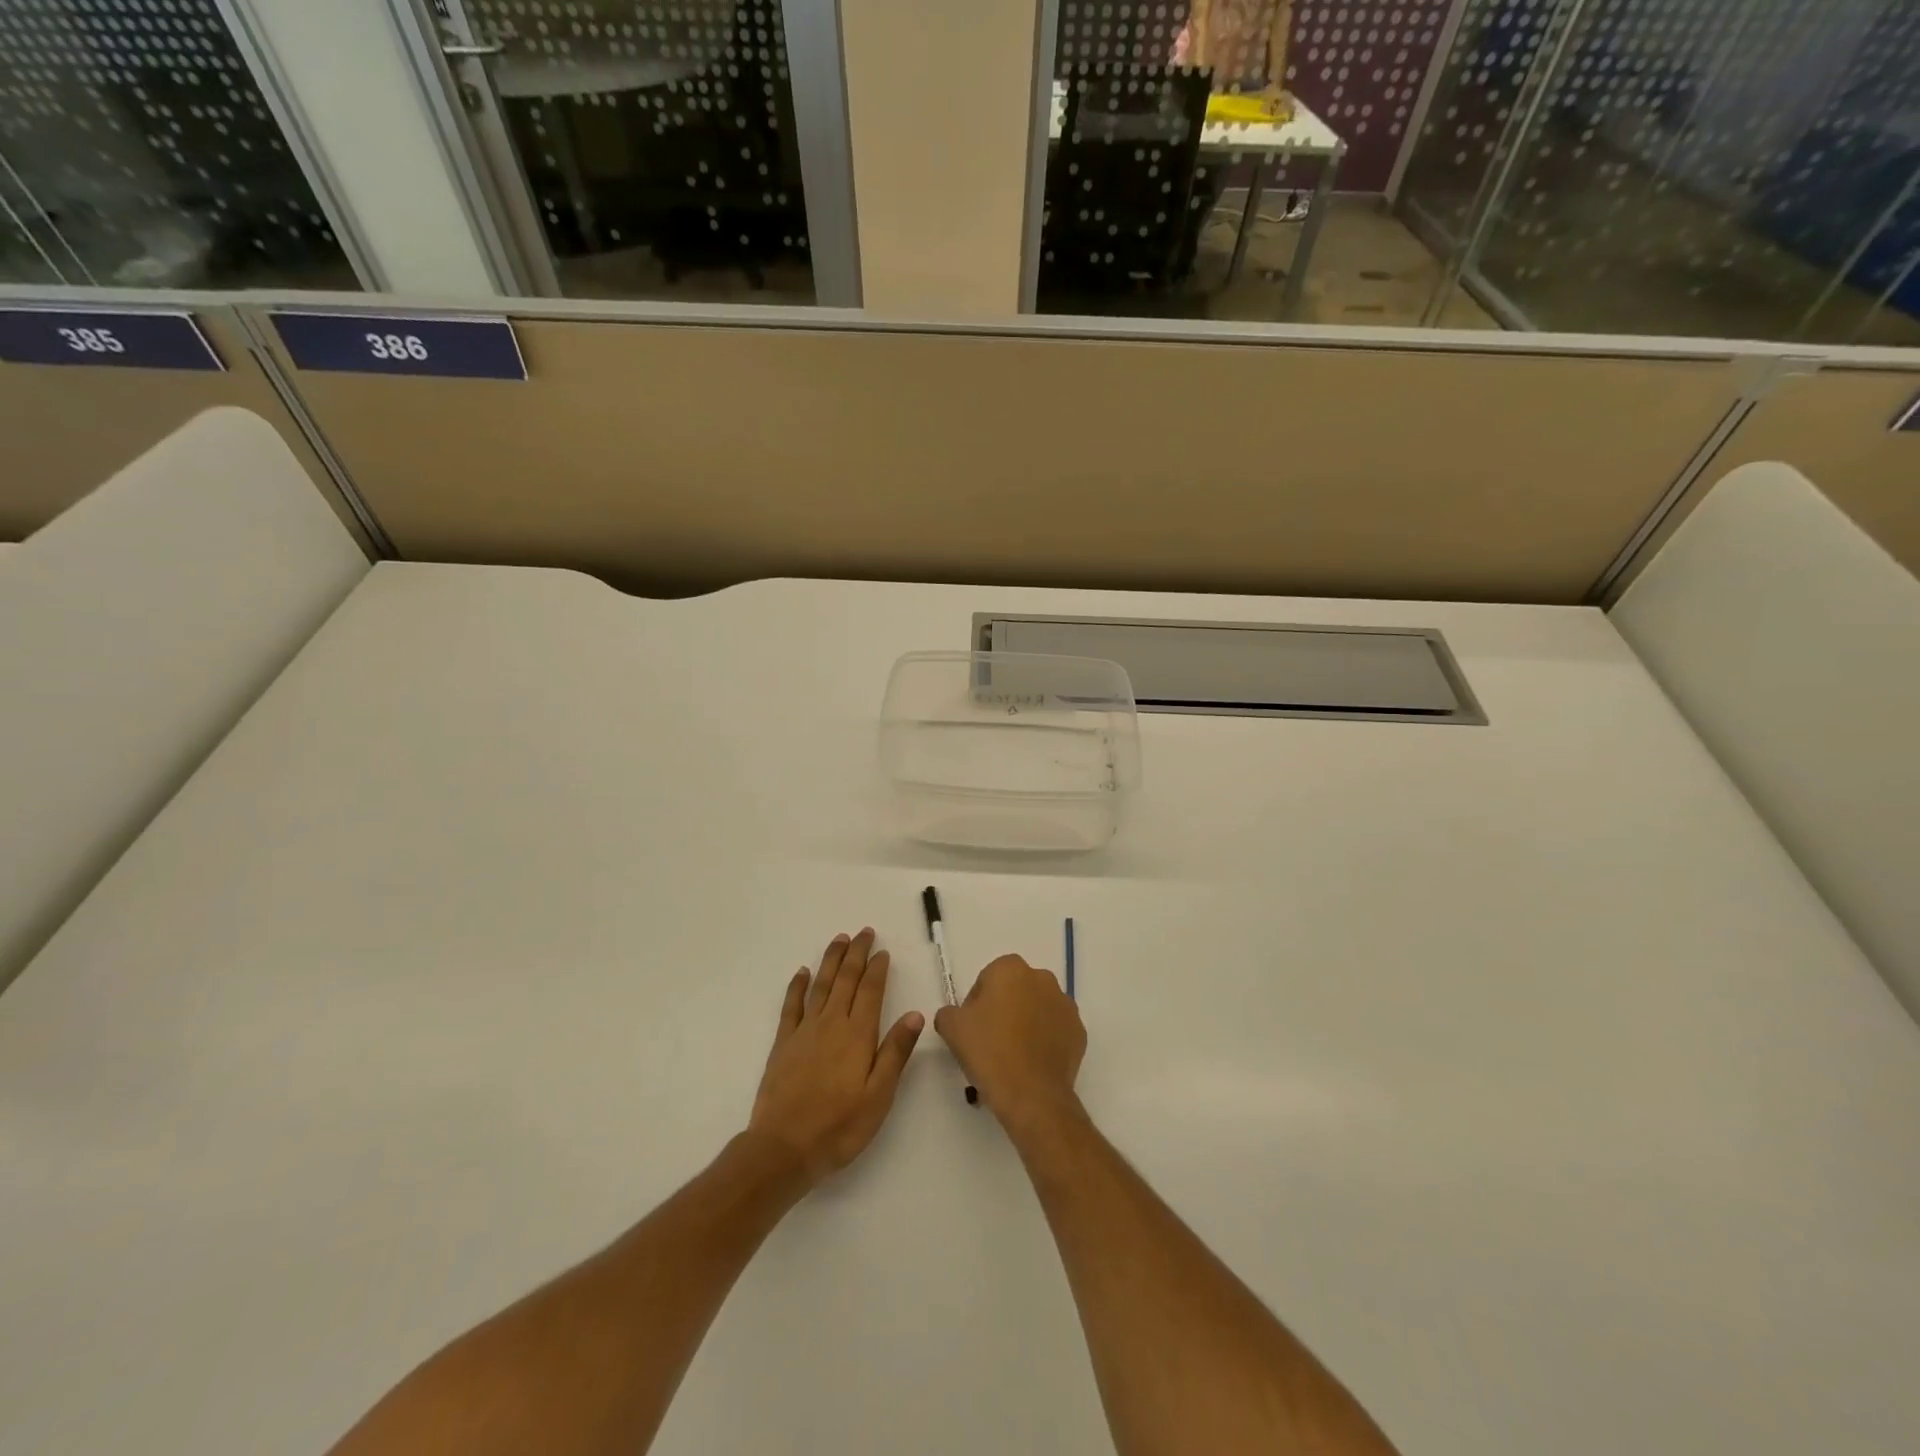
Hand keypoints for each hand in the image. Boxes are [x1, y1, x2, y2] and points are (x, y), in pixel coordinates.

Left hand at [748, 929, 924, 1187]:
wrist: (783, 1148)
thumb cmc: (839, 1126)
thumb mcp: (879, 1095)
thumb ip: (895, 1052)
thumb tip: (915, 1014)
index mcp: (858, 1035)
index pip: (871, 992)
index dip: (878, 969)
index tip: (883, 951)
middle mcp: (832, 1024)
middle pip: (846, 980)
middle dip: (856, 954)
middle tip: (864, 932)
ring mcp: (804, 1031)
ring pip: (820, 985)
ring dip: (831, 960)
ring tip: (840, 940)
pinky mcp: (783, 1044)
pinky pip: (791, 1005)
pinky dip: (797, 986)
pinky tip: (802, 972)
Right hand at [934, 954, 1084, 1129]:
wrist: (1031, 1095)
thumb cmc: (989, 1052)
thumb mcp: (952, 1028)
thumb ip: (949, 1012)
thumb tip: (957, 1015)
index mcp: (1011, 969)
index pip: (987, 979)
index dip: (976, 1004)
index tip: (972, 1029)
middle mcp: (1042, 979)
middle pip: (1015, 992)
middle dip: (1003, 1011)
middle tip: (989, 1043)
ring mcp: (1065, 1005)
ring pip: (1037, 1010)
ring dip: (1025, 1025)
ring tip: (1011, 1058)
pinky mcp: (1079, 1032)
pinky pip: (1055, 1031)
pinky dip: (1044, 1042)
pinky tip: (1031, 1065)